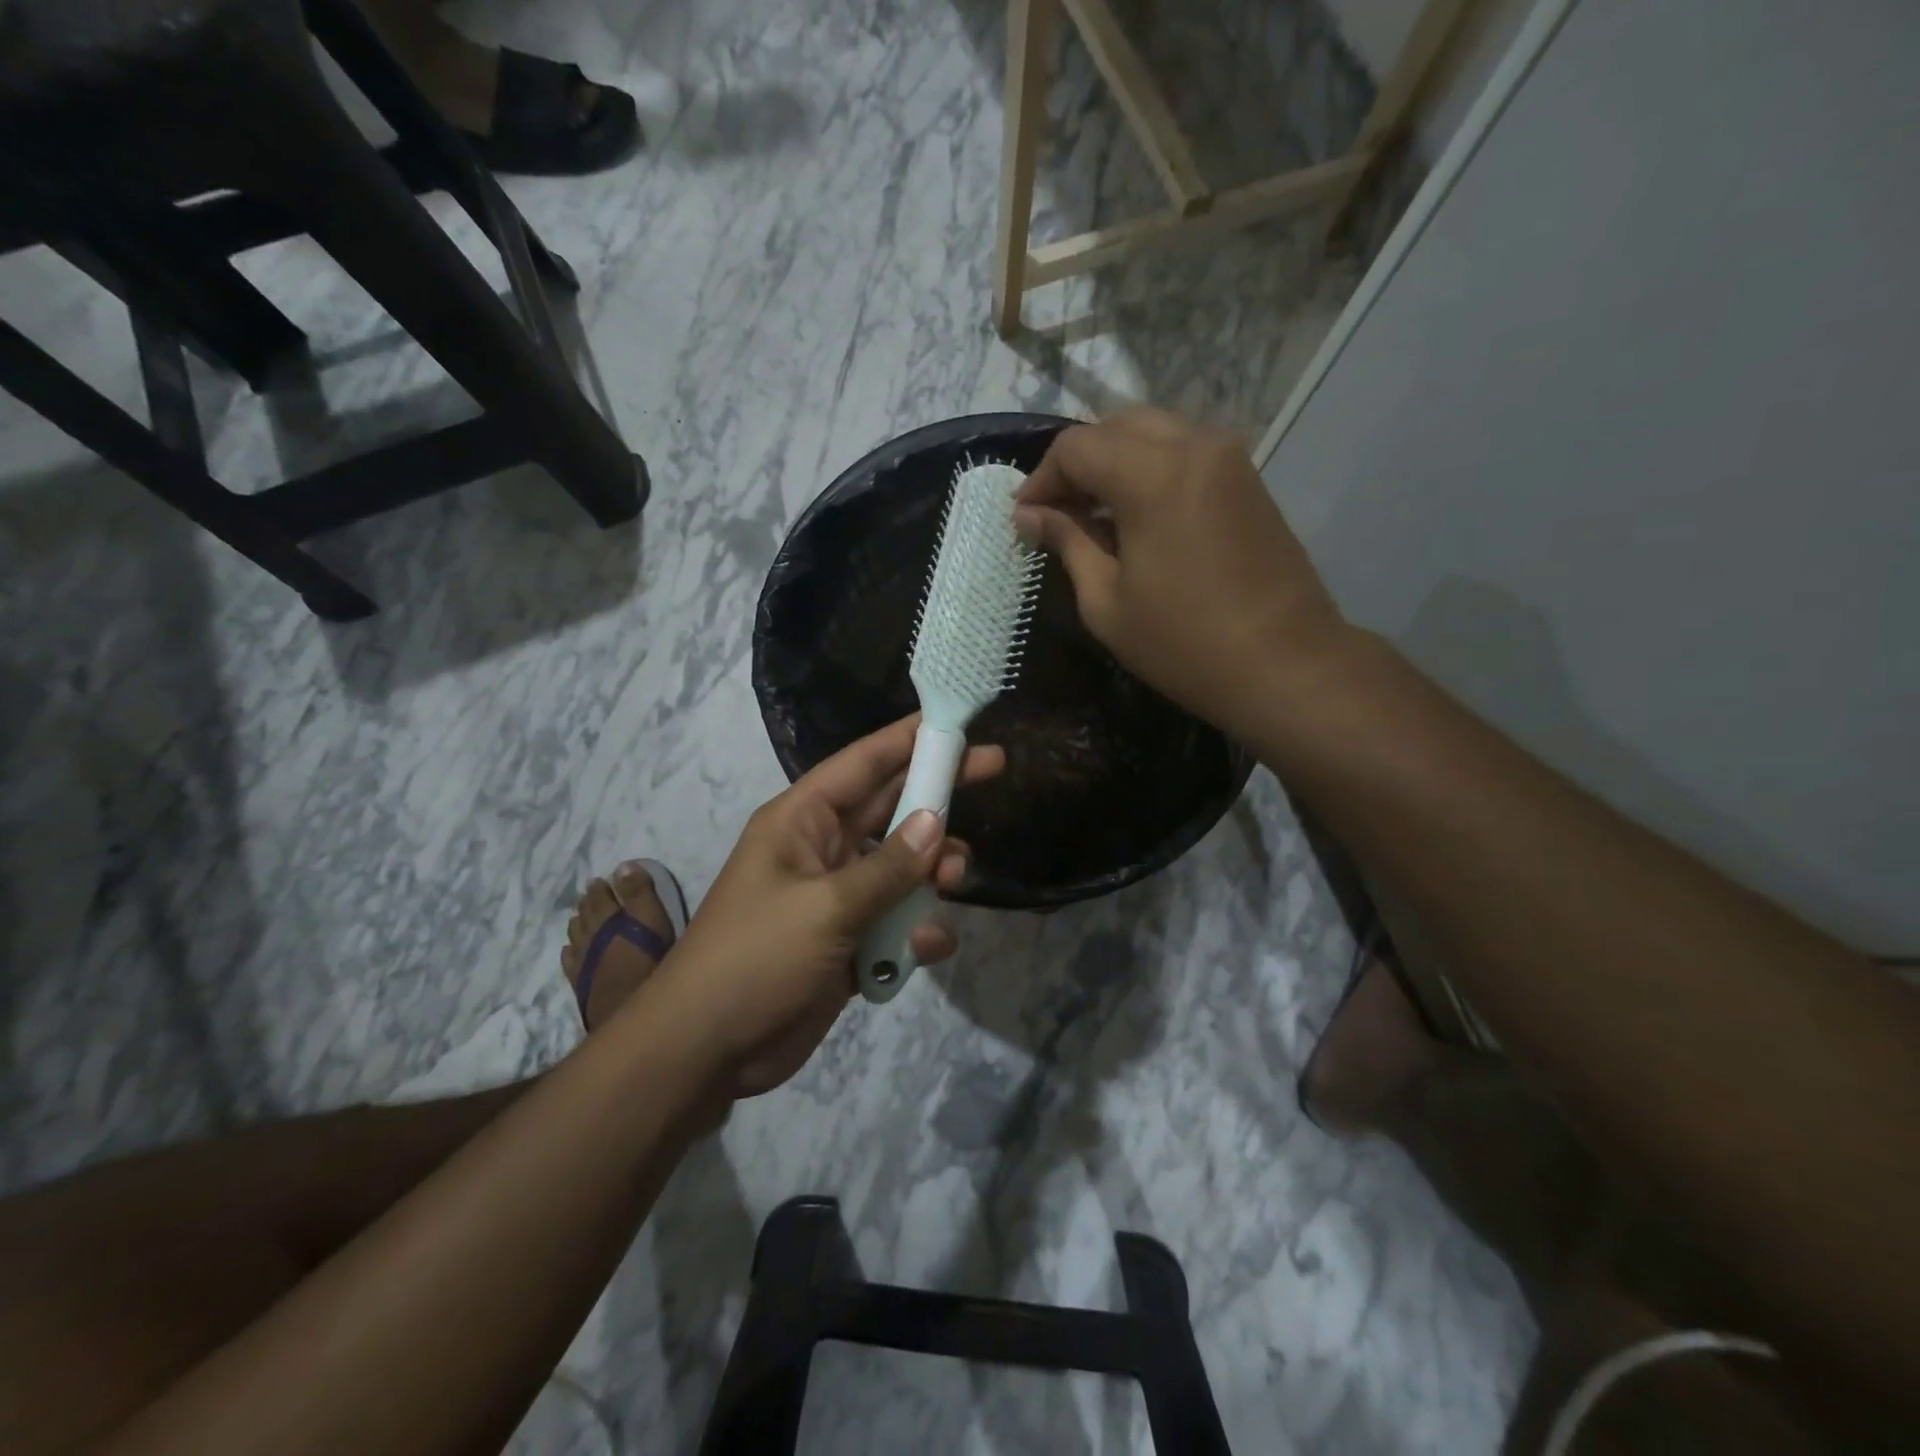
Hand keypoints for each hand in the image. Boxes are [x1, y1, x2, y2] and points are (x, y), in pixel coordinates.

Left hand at [653, 716, 1003, 1097]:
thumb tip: (936, 824)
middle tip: (996, 765)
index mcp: (802, 821)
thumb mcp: (825, 907)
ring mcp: (837, 897)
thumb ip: (887, 868)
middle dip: (938, 792)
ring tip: (956, 879)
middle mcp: (822, 849)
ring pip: (901, 866)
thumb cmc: (756, 957)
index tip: (955, 720)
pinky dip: (917, 931)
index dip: (908, 738)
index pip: (862, 763)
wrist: (707, 1050)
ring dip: (933, 870)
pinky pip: (896, 922)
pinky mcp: (849, 942)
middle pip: (891, 807)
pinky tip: (929, 947)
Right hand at [1013, 408, 1349, 737]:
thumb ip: (1067, 543)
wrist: (1285, 664)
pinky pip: (1184, 452)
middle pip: (1116, 427)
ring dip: (1113, 462)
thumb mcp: (1106, 602)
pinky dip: (1148, 470)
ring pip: (1153, 433)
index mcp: (1154, 475)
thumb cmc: (1184, 643)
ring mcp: (1229, 459)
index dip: (1040, 479)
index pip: (1077, 447)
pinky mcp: (1247, 479)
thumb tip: (1029, 516)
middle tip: (1055, 513)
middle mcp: (1195, 446)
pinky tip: (1134, 516)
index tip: (1023, 519)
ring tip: (1091, 514)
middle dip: (1076, 464)